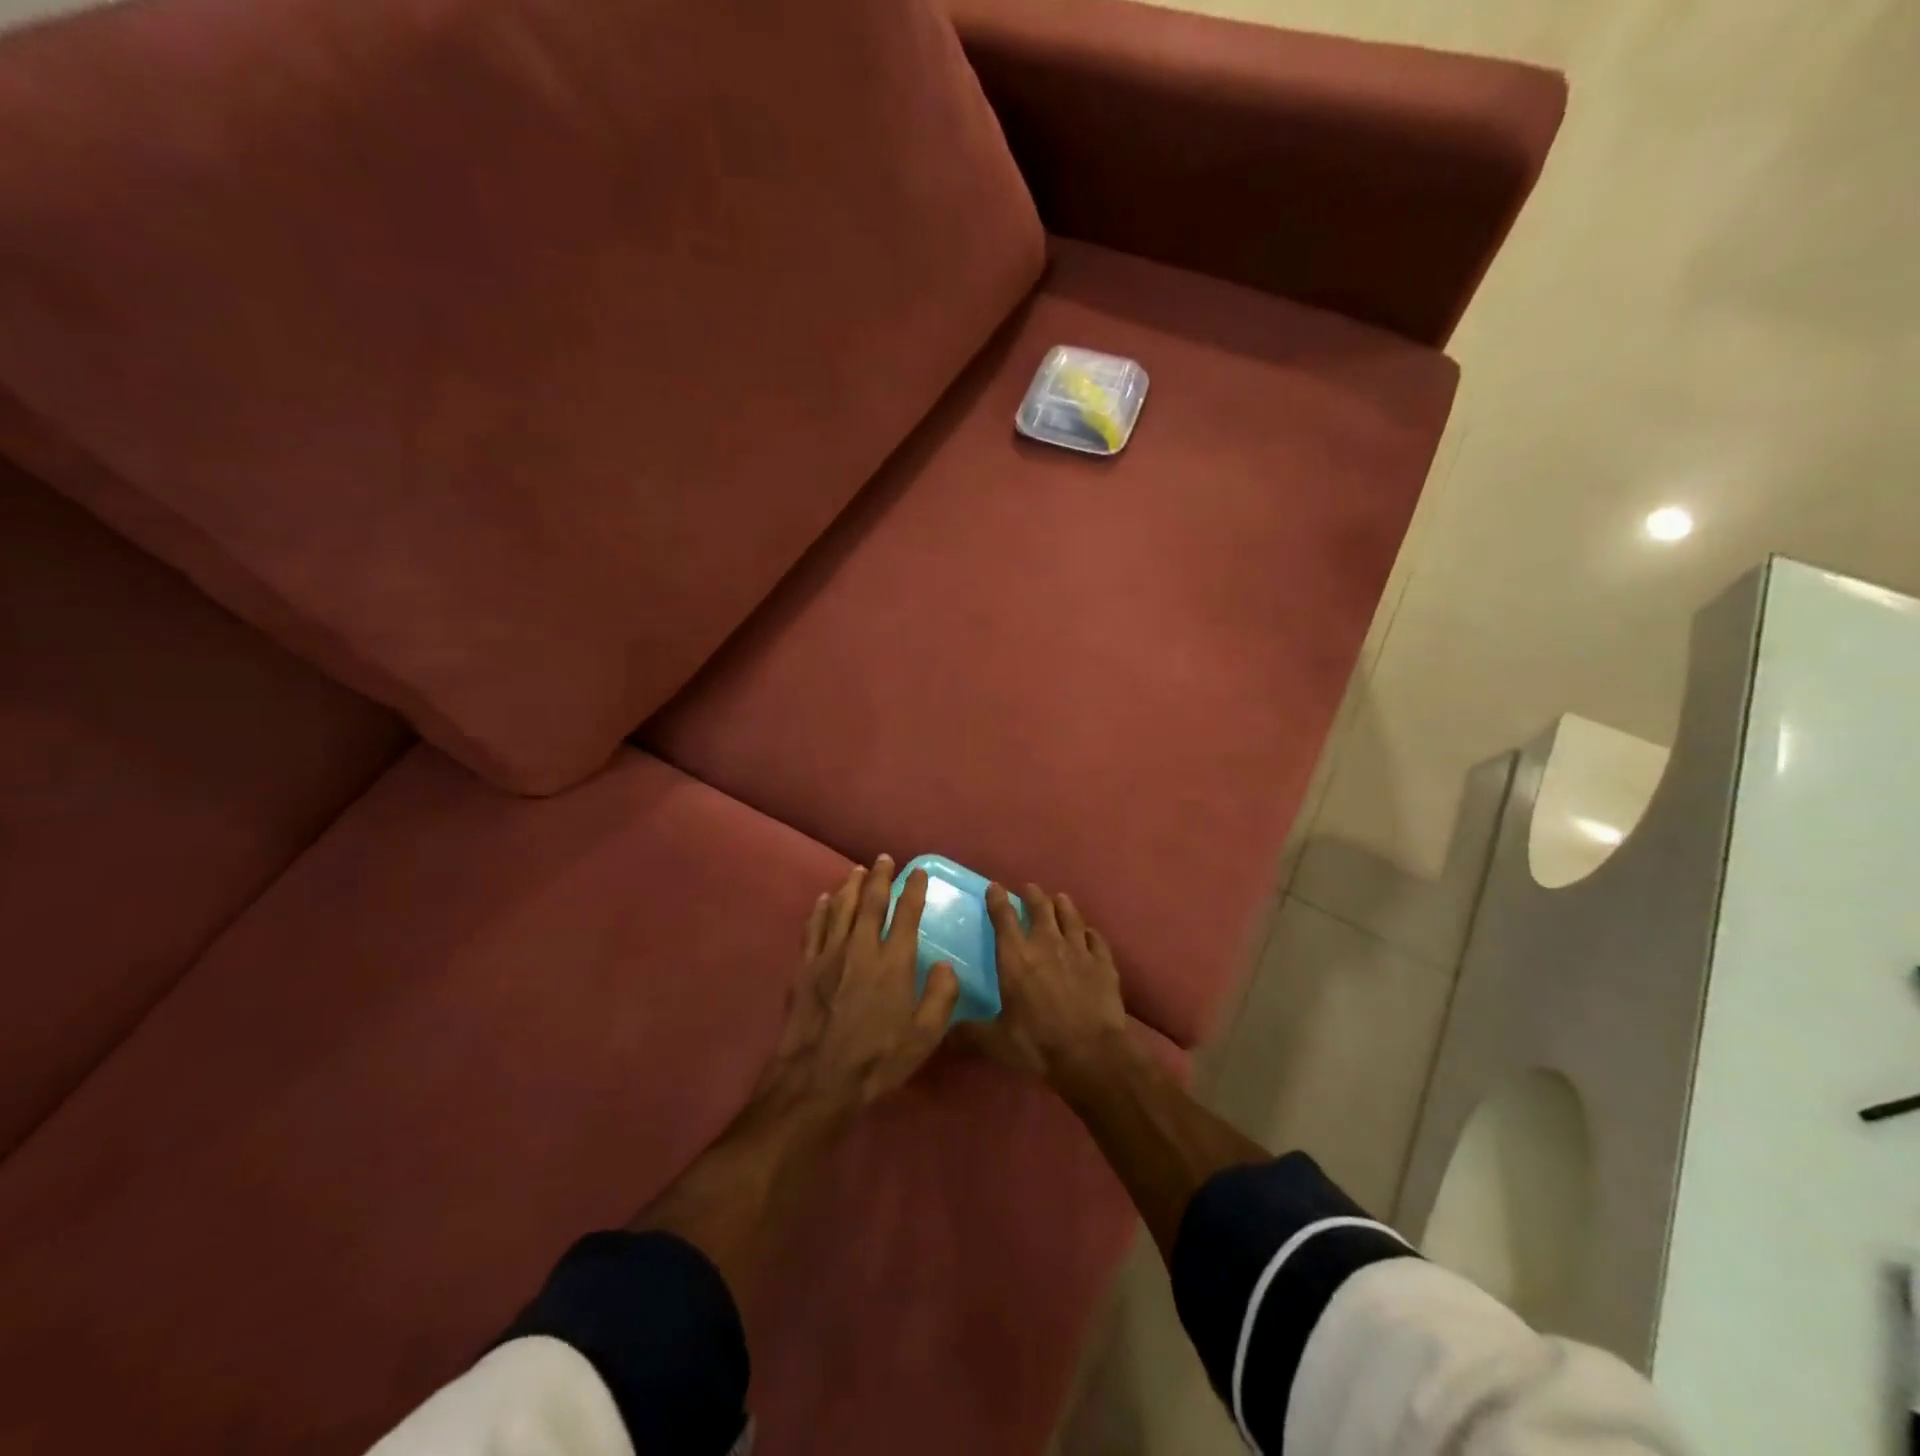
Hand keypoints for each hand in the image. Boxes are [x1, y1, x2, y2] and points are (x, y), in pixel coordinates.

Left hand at [762, 855, 960, 1110]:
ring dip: (851, 886)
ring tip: (858, 870)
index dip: (913, 890)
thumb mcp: (924, 1037)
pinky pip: (814, 928)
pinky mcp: (805, 968)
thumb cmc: (877, 1060)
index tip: (918, 872)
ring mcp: (829, 955)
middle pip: (871, 902)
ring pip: (841, 909)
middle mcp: (862, 948)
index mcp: (894, 962)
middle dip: (880, 877)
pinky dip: (821, 910)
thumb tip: (947, 965)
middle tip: (884, 859)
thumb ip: (941, 997)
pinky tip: (825, 900)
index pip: (906, 915)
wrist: (818, 1080)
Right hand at [971, 882, 1130, 1095]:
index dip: (997, 899)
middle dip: (1032, 895)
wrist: (1091, 1054)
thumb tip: (945, 1035)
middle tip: (1029, 888)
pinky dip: (1090, 933)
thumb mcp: (996, 1042)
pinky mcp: (1103, 962)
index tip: (995, 886)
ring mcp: (1078, 950)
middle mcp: (1046, 944)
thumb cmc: (1038, 1044)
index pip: (1004, 918)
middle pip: (1040, 908)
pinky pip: (1095, 939)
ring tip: (1059, 898)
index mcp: (1016, 957)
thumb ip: (970, 1034)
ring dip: (1063, 905)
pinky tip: (1088, 933)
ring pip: (1070, 917)